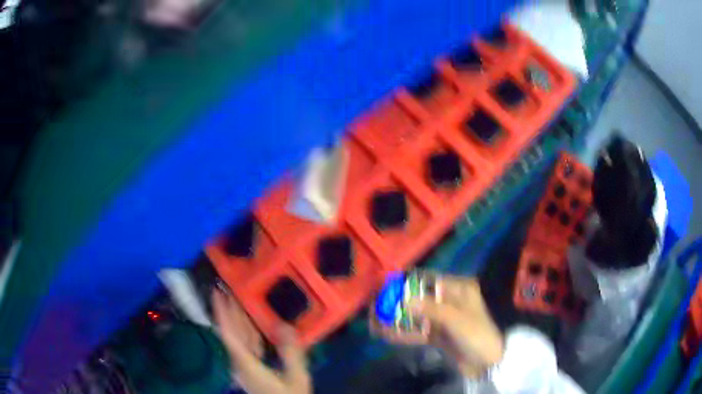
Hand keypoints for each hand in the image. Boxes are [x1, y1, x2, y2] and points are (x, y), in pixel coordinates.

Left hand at [212, 289, 311, 393]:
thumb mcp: (296, 378)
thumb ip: (290, 353)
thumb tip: (285, 326)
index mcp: (246, 364)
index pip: (228, 334)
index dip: (221, 313)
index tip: (217, 294)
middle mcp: (241, 363)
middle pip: (231, 334)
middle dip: (228, 311)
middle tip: (227, 289)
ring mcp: (245, 367)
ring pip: (238, 339)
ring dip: (237, 320)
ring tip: (238, 301)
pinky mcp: (252, 370)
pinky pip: (246, 346)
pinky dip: (248, 332)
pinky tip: (253, 325)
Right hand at [372, 276, 503, 377]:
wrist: (487, 362)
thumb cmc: (476, 334)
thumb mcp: (456, 319)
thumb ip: (431, 309)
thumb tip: (404, 299)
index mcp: (458, 289)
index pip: (429, 279)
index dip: (408, 281)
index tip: (387, 284)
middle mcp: (448, 301)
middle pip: (418, 298)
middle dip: (398, 302)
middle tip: (376, 305)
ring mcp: (441, 319)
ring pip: (415, 316)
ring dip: (396, 319)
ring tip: (374, 320)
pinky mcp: (437, 335)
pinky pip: (417, 331)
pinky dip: (402, 333)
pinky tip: (384, 334)